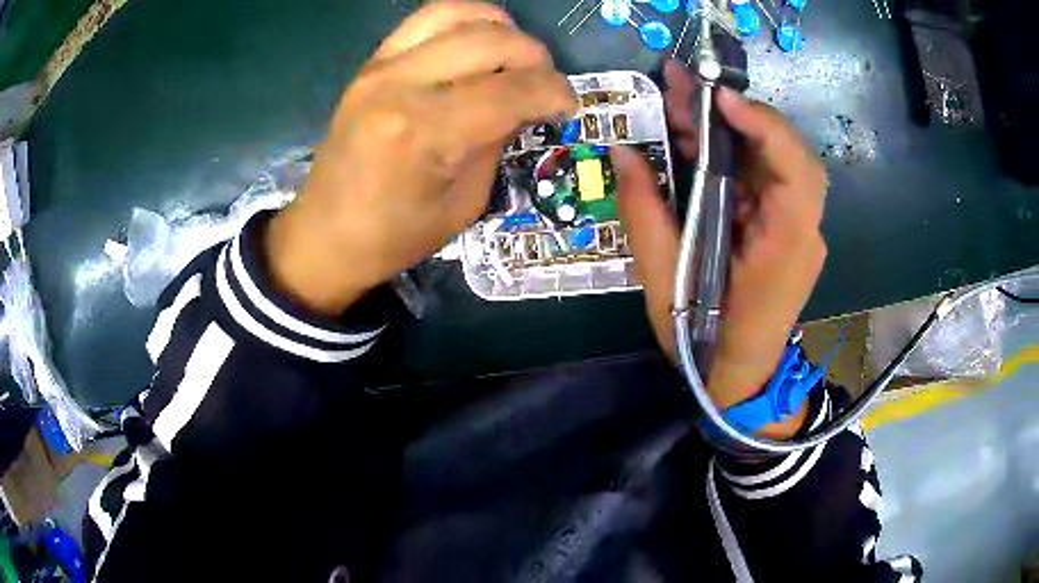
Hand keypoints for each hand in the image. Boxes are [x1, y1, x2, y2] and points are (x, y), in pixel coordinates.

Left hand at [267, 1, 576, 313]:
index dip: (555, 93)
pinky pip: (426, 19)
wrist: (325, 233)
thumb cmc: (394, 235)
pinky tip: (478, 43)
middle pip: (492, 41)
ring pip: (460, 15)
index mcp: (425, 131)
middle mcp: (402, 84)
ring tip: (515, 58)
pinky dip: (464, 21)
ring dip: (503, 31)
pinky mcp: (372, 62)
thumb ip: (497, 142)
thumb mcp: (464, 202)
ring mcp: (381, 66)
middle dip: (536, 59)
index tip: (567, 109)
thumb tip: (523, 104)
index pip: (513, 89)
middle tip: (545, 87)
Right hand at [612, 60, 826, 437]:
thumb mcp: (663, 284)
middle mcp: (801, 231)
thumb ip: (645, 214)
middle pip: (786, 153)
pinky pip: (761, 177)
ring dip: (729, 126)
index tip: (719, 100)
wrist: (740, 379)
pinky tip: (694, 136)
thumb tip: (621, 152)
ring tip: (679, 100)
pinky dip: (730, 150)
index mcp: (785, 250)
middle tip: (684, 83)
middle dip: (737, 113)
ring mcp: (795, 228)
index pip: (797, 174)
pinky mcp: (781, 227)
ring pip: (772, 159)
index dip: (765, 128)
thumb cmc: (703, 342)